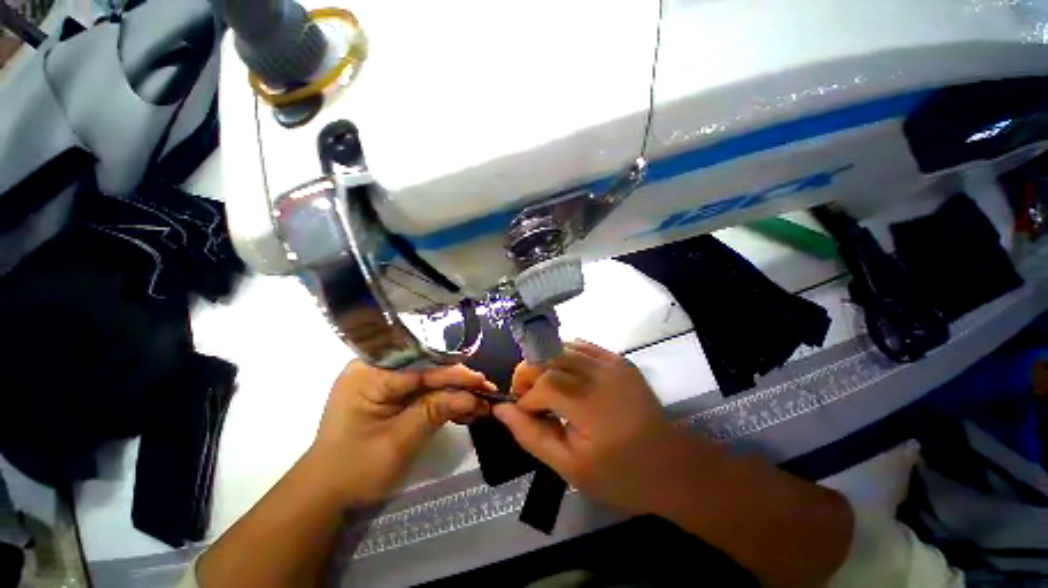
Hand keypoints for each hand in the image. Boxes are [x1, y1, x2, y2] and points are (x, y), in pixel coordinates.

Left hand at [308, 361, 494, 504]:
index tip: (481, 380)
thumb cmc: (355, 468)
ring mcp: (383, 383)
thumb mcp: (398, 440)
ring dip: (453, 392)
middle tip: (485, 391)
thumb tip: (473, 396)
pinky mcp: (391, 396)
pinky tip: (463, 407)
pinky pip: (422, 392)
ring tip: (480, 401)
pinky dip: (442, 401)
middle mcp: (376, 370)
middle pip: (426, 370)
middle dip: (457, 383)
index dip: (453, 373)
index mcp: (369, 373)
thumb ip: (435, 411)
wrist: (325, 495)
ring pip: (428, 381)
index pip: (420, 365)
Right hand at [493, 341, 705, 516]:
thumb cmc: (620, 475)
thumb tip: (501, 410)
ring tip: (544, 387)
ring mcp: (612, 362)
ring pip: (561, 347)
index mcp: (592, 405)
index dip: (525, 398)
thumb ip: (532, 436)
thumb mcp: (569, 467)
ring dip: (544, 364)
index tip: (523, 415)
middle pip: (549, 357)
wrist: (671, 465)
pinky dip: (563, 356)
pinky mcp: (618, 359)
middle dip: (528, 374)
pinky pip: (581, 346)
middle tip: (527, 398)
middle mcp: (602, 374)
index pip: (543, 384)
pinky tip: (564, 376)